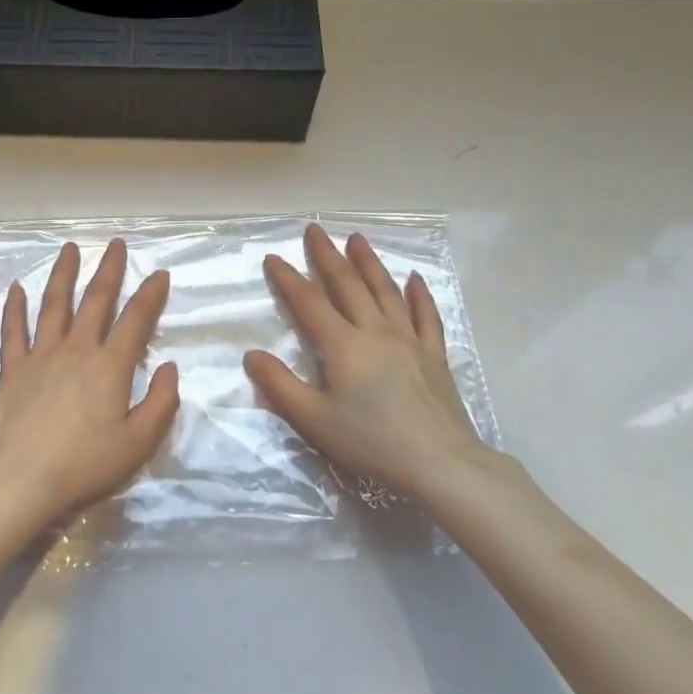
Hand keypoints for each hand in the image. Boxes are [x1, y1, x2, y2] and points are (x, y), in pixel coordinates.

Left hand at [0, 238, 178, 521]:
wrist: (18, 479)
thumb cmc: (83, 465)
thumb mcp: (137, 444)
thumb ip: (160, 404)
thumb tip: (169, 368)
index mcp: (110, 366)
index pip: (136, 320)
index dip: (150, 294)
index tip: (159, 273)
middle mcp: (77, 349)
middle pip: (95, 300)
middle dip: (109, 270)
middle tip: (116, 244)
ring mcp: (41, 355)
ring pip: (54, 304)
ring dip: (63, 274)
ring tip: (70, 248)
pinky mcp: (13, 369)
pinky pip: (14, 330)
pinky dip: (15, 306)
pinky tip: (16, 287)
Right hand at [244, 223, 488, 498]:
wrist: (441, 464)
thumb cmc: (372, 442)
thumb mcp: (314, 420)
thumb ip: (280, 386)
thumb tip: (251, 355)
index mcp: (343, 345)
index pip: (309, 302)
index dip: (288, 279)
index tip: (273, 258)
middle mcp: (375, 331)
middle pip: (348, 284)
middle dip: (327, 255)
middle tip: (315, 229)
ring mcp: (409, 340)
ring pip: (385, 291)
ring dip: (368, 263)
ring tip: (356, 239)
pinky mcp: (434, 355)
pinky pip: (426, 316)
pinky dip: (419, 294)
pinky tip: (414, 278)